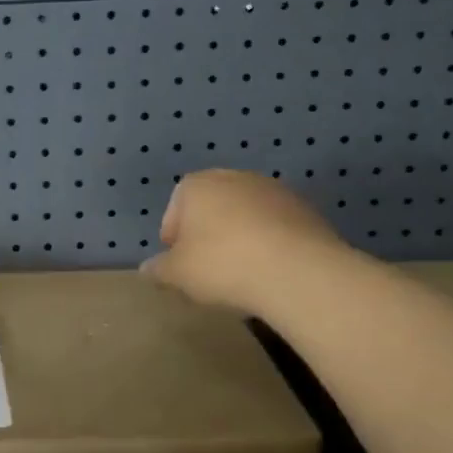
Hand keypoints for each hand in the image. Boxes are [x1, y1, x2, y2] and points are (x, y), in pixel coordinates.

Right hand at [140, 170, 346, 315]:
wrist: (298, 271)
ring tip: (241, 272)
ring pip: (245, 214)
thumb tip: (147, 269)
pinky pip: (275, 226)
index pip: (176, 207)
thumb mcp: (177, 274)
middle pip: (212, 206)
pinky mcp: (305, 209)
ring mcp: (274, 190)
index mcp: (197, 185)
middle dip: (207, 233)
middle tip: (208, 268)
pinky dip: (269, 243)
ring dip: (240, 237)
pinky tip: (269, 270)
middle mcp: (234, 177)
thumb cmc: (223, 264)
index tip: (179, 263)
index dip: (173, 236)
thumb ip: (158, 269)